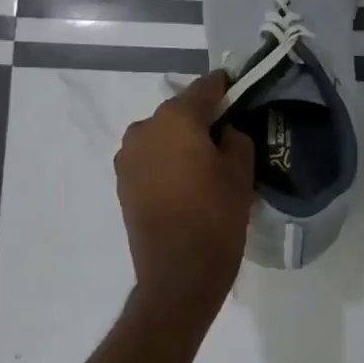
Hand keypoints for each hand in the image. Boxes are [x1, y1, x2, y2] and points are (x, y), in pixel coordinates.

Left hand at [115, 70, 255, 312]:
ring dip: (181, 141)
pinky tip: (185, 181)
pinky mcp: (122, 181)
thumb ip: (236, 138)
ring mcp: (128, 156)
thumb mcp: (240, 173)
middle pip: (180, 112)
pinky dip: (167, 161)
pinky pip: (151, 158)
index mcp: (176, 118)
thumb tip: (224, 132)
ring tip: (205, 164)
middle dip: (202, 119)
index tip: (240, 92)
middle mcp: (145, 128)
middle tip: (227, 136)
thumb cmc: (215, 218)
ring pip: (162, 135)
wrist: (177, 275)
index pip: (206, 88)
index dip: (225, 88)